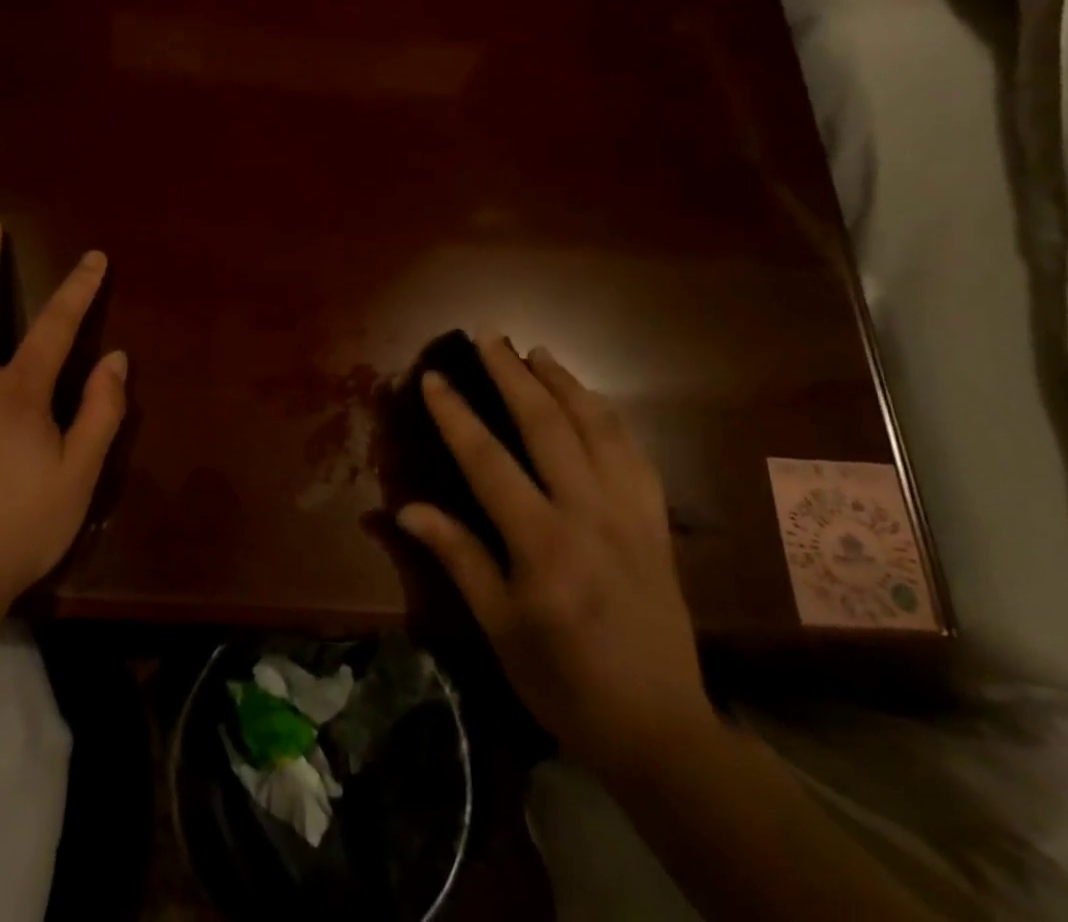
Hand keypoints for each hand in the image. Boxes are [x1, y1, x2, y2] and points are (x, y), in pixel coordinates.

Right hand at [396, 335, 718, 779]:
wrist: (660, 729)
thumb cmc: (564, 681)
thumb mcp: (498, 626)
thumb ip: (458, 557)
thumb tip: (406, 508)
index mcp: (542, 545)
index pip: (488, 460)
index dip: (456, 414)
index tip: (434, 377)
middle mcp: (590, 515)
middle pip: (549, 426)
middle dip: (514, 375)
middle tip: (489, 337)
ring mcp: (632, 515)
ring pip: (599, 428)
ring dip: (565, 383)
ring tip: (538, 352)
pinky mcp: (658, 524)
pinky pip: (635, 453)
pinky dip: (609, 416)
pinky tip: (591, 401)